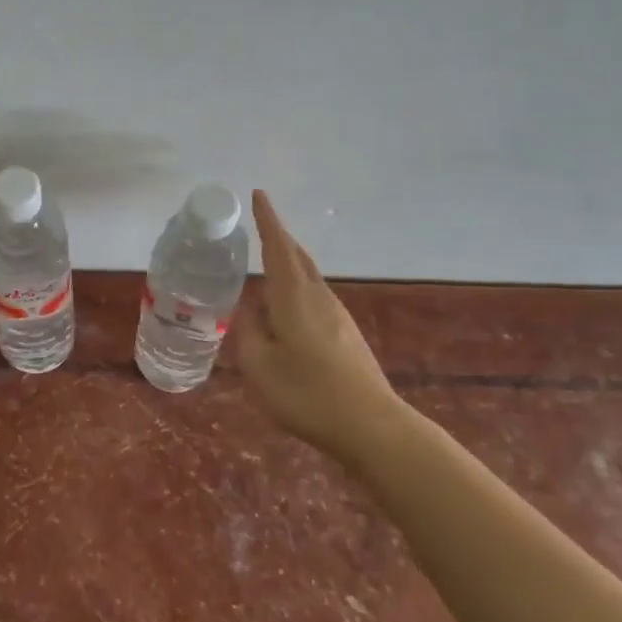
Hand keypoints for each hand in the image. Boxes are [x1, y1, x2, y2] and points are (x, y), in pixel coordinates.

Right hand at [234, 190, 401, 453]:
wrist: (372, 427)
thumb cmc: (307, 394)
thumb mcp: (259, 366)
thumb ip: (248, 332)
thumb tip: (249, 309)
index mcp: (293, 297)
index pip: (277, 247)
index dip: (267, 220)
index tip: (259, 194)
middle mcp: (318, 297)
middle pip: (298, 257)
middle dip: (279, 238)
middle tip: (260, 226)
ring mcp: (337, 315)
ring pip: (308, 277)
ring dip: (288, 264)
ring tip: (267, 267)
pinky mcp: (347, 334)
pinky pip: (315, 297)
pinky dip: (296, 288)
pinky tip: (287, 310)